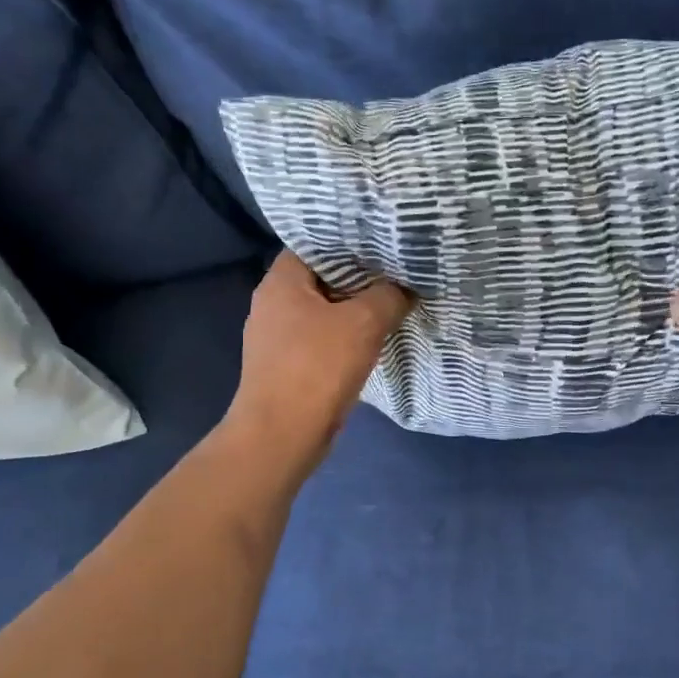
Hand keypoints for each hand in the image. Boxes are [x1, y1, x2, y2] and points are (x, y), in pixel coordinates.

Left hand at [224, 253, 411, 479]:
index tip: (382, 246)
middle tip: (395, 275)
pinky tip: (370, 342)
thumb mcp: (363, 324)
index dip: (349, 242)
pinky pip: (320, 340)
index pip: (315, 244)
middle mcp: (272, 304)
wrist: (282, 434)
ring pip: (322, 312)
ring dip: (353, 311)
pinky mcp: (286, 366)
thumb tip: (406, 287)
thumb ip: (389, 297)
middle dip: (358, 279)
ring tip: (390, 305)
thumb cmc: (317, 368)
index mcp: (281, 282)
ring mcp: (276, 338)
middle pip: (320, 279)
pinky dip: (343, 337)